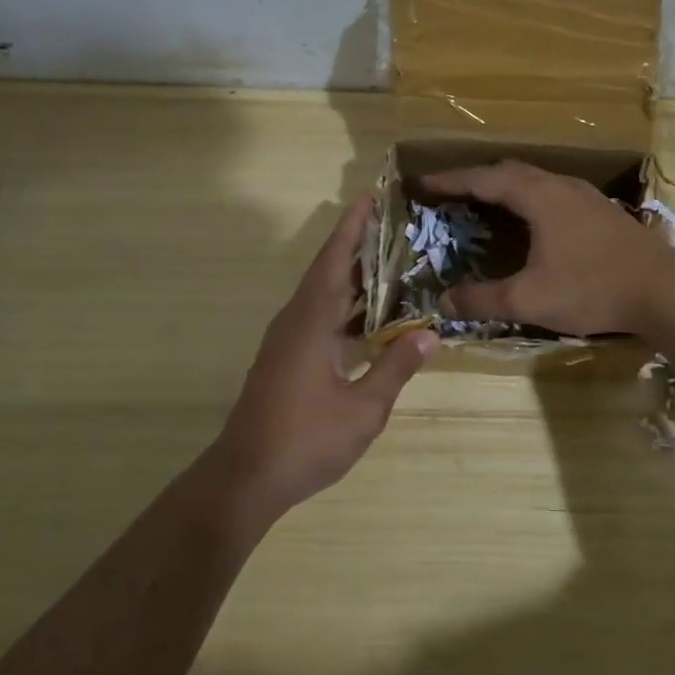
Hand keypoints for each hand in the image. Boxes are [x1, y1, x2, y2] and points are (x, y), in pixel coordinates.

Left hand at [212, 198, 436, 515]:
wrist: (246, 477)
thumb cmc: (305, 439)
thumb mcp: (363, 407)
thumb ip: (395, 367)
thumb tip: (429, 333)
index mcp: (311, 322)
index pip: (334, 260)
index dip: (352, 227)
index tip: (370, 196)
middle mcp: (296, 322)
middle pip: (329, 273)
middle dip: (359, 248)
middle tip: (397, 227)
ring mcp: (288, 342)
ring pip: (324, 298)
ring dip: (354, 280)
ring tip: (393, 264)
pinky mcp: (286, 361)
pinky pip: (320, 320)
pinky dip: (346, 310)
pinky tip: (373, 320)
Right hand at [419, 161, 674, 335]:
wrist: (665, 291)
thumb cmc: (593, 289)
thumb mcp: (529, 299)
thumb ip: (483, 300)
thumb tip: (444, 302)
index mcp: (538, 196)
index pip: (484, 179)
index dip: (451, 181)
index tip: (423, 183)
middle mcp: (560, 186)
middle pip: (509, 170)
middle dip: (475, 178)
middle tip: (450, 193)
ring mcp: (585, 196)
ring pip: (535, 179)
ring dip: (504, 186)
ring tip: (484, 202)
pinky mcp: (601, 211)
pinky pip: (552, 191)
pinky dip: (528, 196)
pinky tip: (532, 219)